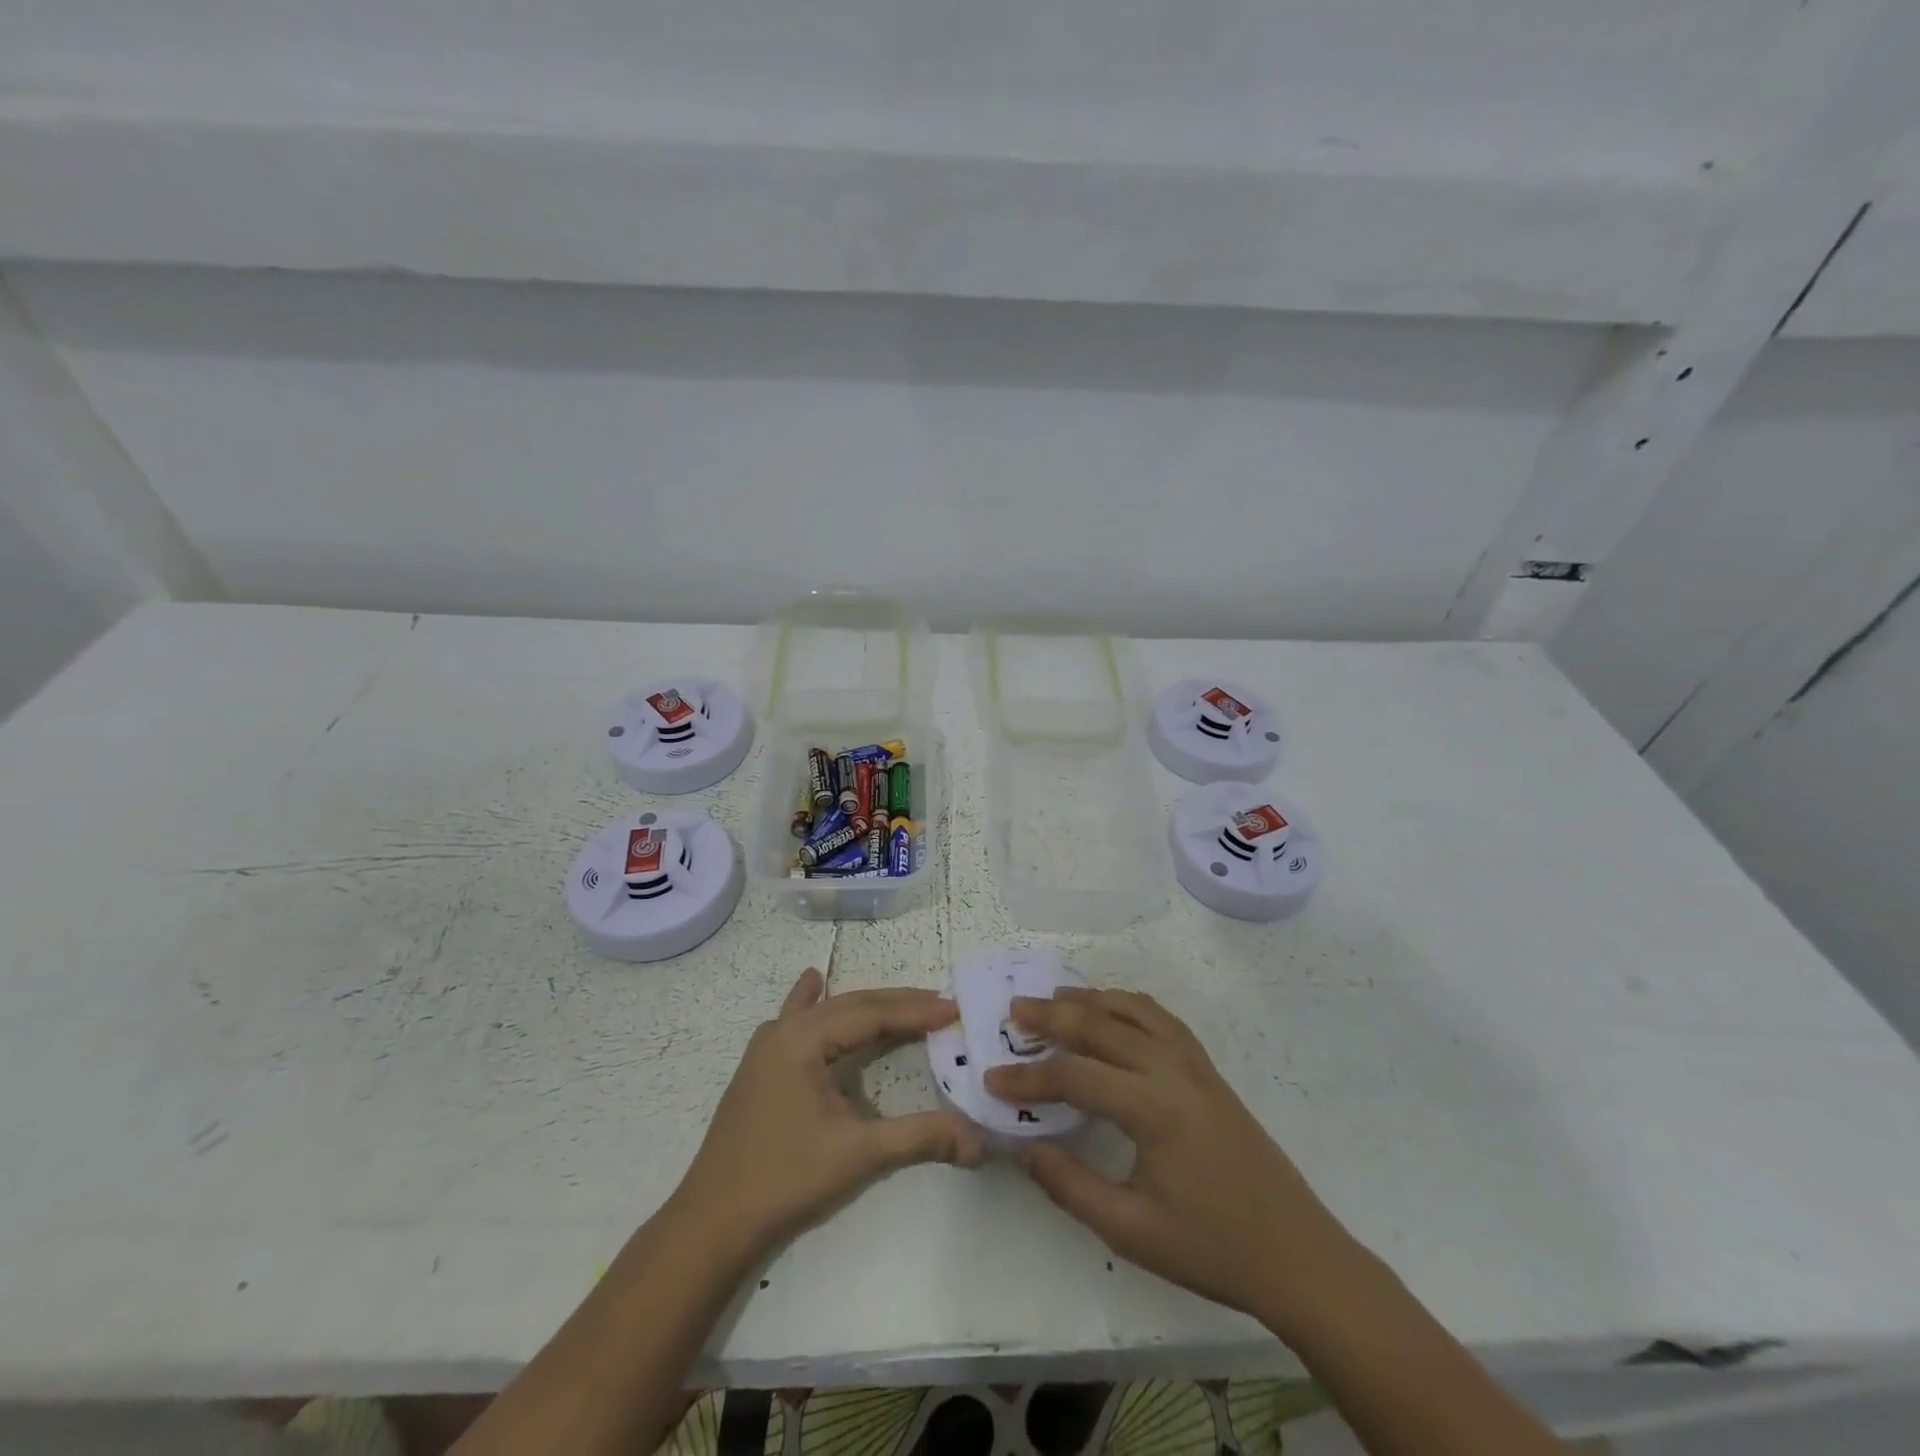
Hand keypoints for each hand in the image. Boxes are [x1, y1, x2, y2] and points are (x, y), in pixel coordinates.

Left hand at [672, 969, 987, 1265]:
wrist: (712, 1222)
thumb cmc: (786, 1180)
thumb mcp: (859, 1154)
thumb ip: (921, 1138)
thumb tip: (980, 1141)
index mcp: (804, 1038)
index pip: (872, 1014)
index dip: (916, 1011)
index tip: (955, 1009)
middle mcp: (784, 1030)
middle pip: (852, 1005)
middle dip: (898, 1004)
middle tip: (941, 1005)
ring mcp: (767, 1046)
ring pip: (827, 1012)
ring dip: (867, 1006)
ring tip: (904, 1001)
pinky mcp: (761, 1066)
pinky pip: (795, 1019)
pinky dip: (813, 1001)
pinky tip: (814, 981)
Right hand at [984, 988, 1355, 1332]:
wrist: (1297, 1256)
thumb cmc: (1212, 1248)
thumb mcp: (1131, 1230)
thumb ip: (1071, 1185)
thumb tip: (1024, 1146)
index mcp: (1153, 1108)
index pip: (1076, 1077)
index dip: (1029, 1077)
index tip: (992, 1078)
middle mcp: (1173, 1071)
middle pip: (1103, 1026)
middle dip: (1054, 1016)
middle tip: (1015, 1009)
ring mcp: (1196, 1066)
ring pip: (1135, 1012)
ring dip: (1093, 1000)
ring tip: (1056, 999)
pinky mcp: (1210, 1072)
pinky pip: (1163, 1020)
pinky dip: (1131, 1005)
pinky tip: (1115, 1012)